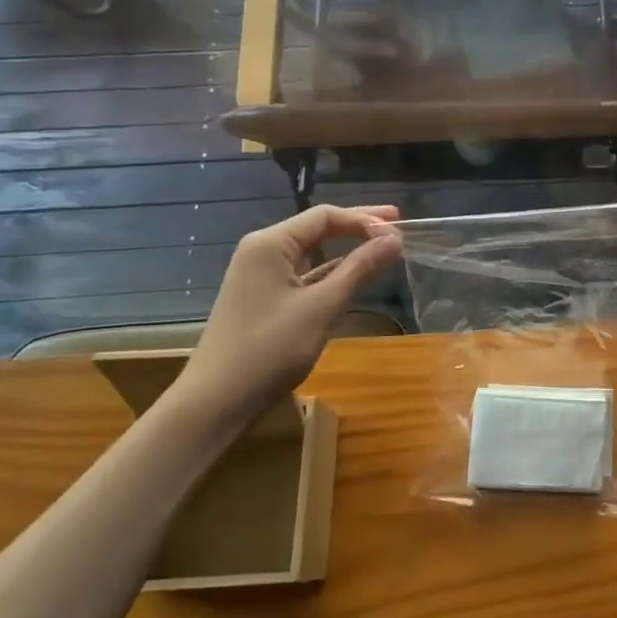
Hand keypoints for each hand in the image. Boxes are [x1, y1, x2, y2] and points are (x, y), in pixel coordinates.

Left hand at [170, 205, 402, 427]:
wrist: (216, 401)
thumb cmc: (270, 349)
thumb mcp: (322, 307)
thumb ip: (359, 269)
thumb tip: (394, 239)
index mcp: (270, 244)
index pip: (325, 216)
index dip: (364, 219)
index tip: (399, 227)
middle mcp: (261, 250)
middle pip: (317, 228)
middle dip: (357, 226)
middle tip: (396, 224)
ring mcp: (259, 275)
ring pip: (310, 251)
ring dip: (345, 248)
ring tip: (380, 246)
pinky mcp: (262, 297)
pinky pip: (302, 272)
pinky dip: (330, 270)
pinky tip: (351, 274)